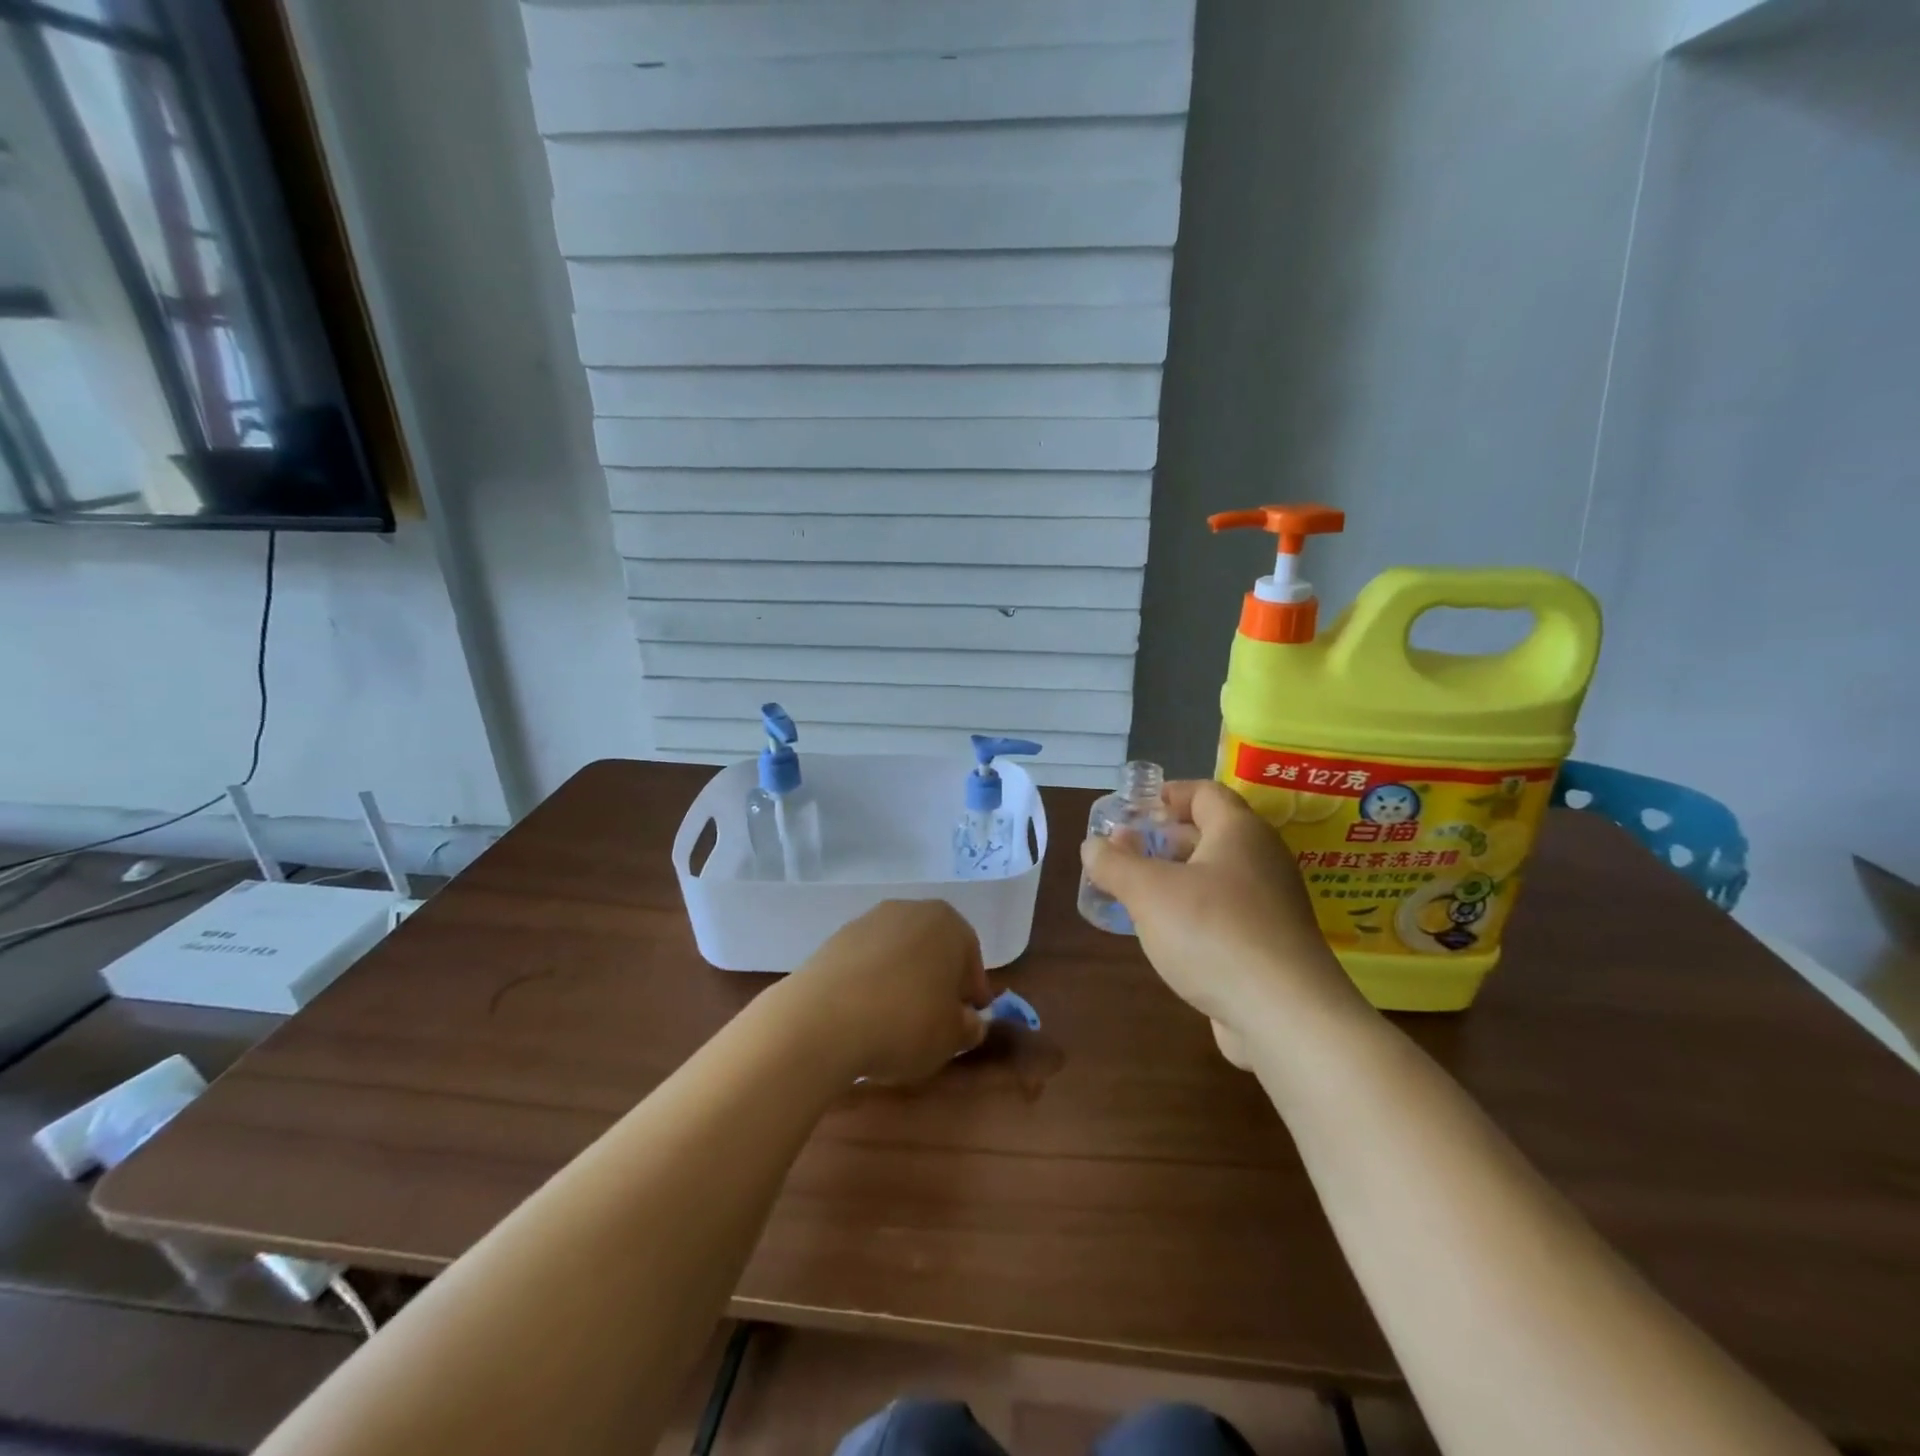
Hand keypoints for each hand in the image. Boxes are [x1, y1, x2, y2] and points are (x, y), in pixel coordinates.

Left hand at [787, 900, 989, 1084]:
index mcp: (948, 923)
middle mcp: (909, 910)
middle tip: (935, 1020)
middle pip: (933, 948)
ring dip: (901, 980)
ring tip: (894, 1022)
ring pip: (897, 953)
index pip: (971, 957)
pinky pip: (865, 963)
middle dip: (937, 980)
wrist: (823, 1020)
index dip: (972, 992)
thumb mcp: (952, 1037)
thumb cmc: (906, 1022)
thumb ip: (969, 1027)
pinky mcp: (833, 940)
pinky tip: (864, 1016)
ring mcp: (867, 921)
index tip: (968, 1020)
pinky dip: (870, 984)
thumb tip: (969, 1022)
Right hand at [1080, 781, 1363, 1040]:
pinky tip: (1167, 934)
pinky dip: (1195, 913)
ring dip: (1176, 879)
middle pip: (1209, 833)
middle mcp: (1262, 859)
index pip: (1204, 792)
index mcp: (1240, 832)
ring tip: (1135, 894)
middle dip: (1163, 839)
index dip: (1166, 795)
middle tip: (1123, 853)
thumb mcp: (1148, 892)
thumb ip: (1114, 863)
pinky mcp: (1271, 944)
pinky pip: (1227, 913)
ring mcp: (1272, 904)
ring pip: (1217, 876)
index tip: (1130, 812)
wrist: (1285, 1016)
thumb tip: (1093, 845)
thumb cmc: (1213, 933)